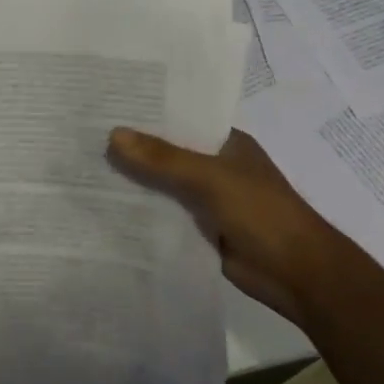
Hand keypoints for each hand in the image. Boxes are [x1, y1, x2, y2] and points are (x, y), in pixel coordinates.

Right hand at [108, 127, 339, 328]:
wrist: (298, 275)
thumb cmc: (262, 213)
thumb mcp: (210, 178)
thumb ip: (163, 159)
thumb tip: (113, 135)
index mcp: (225, 143)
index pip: (180, 120)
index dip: (146, 115)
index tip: (105, 107)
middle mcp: (216, 167)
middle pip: (167, 154)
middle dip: (134, 150)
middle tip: (84, 139)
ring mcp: (209, 200)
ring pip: (164, 186)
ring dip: (135, 183)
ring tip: (85, 170)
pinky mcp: (202, 231)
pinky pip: (166, 216)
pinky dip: (143, 214)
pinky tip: (106, 209)